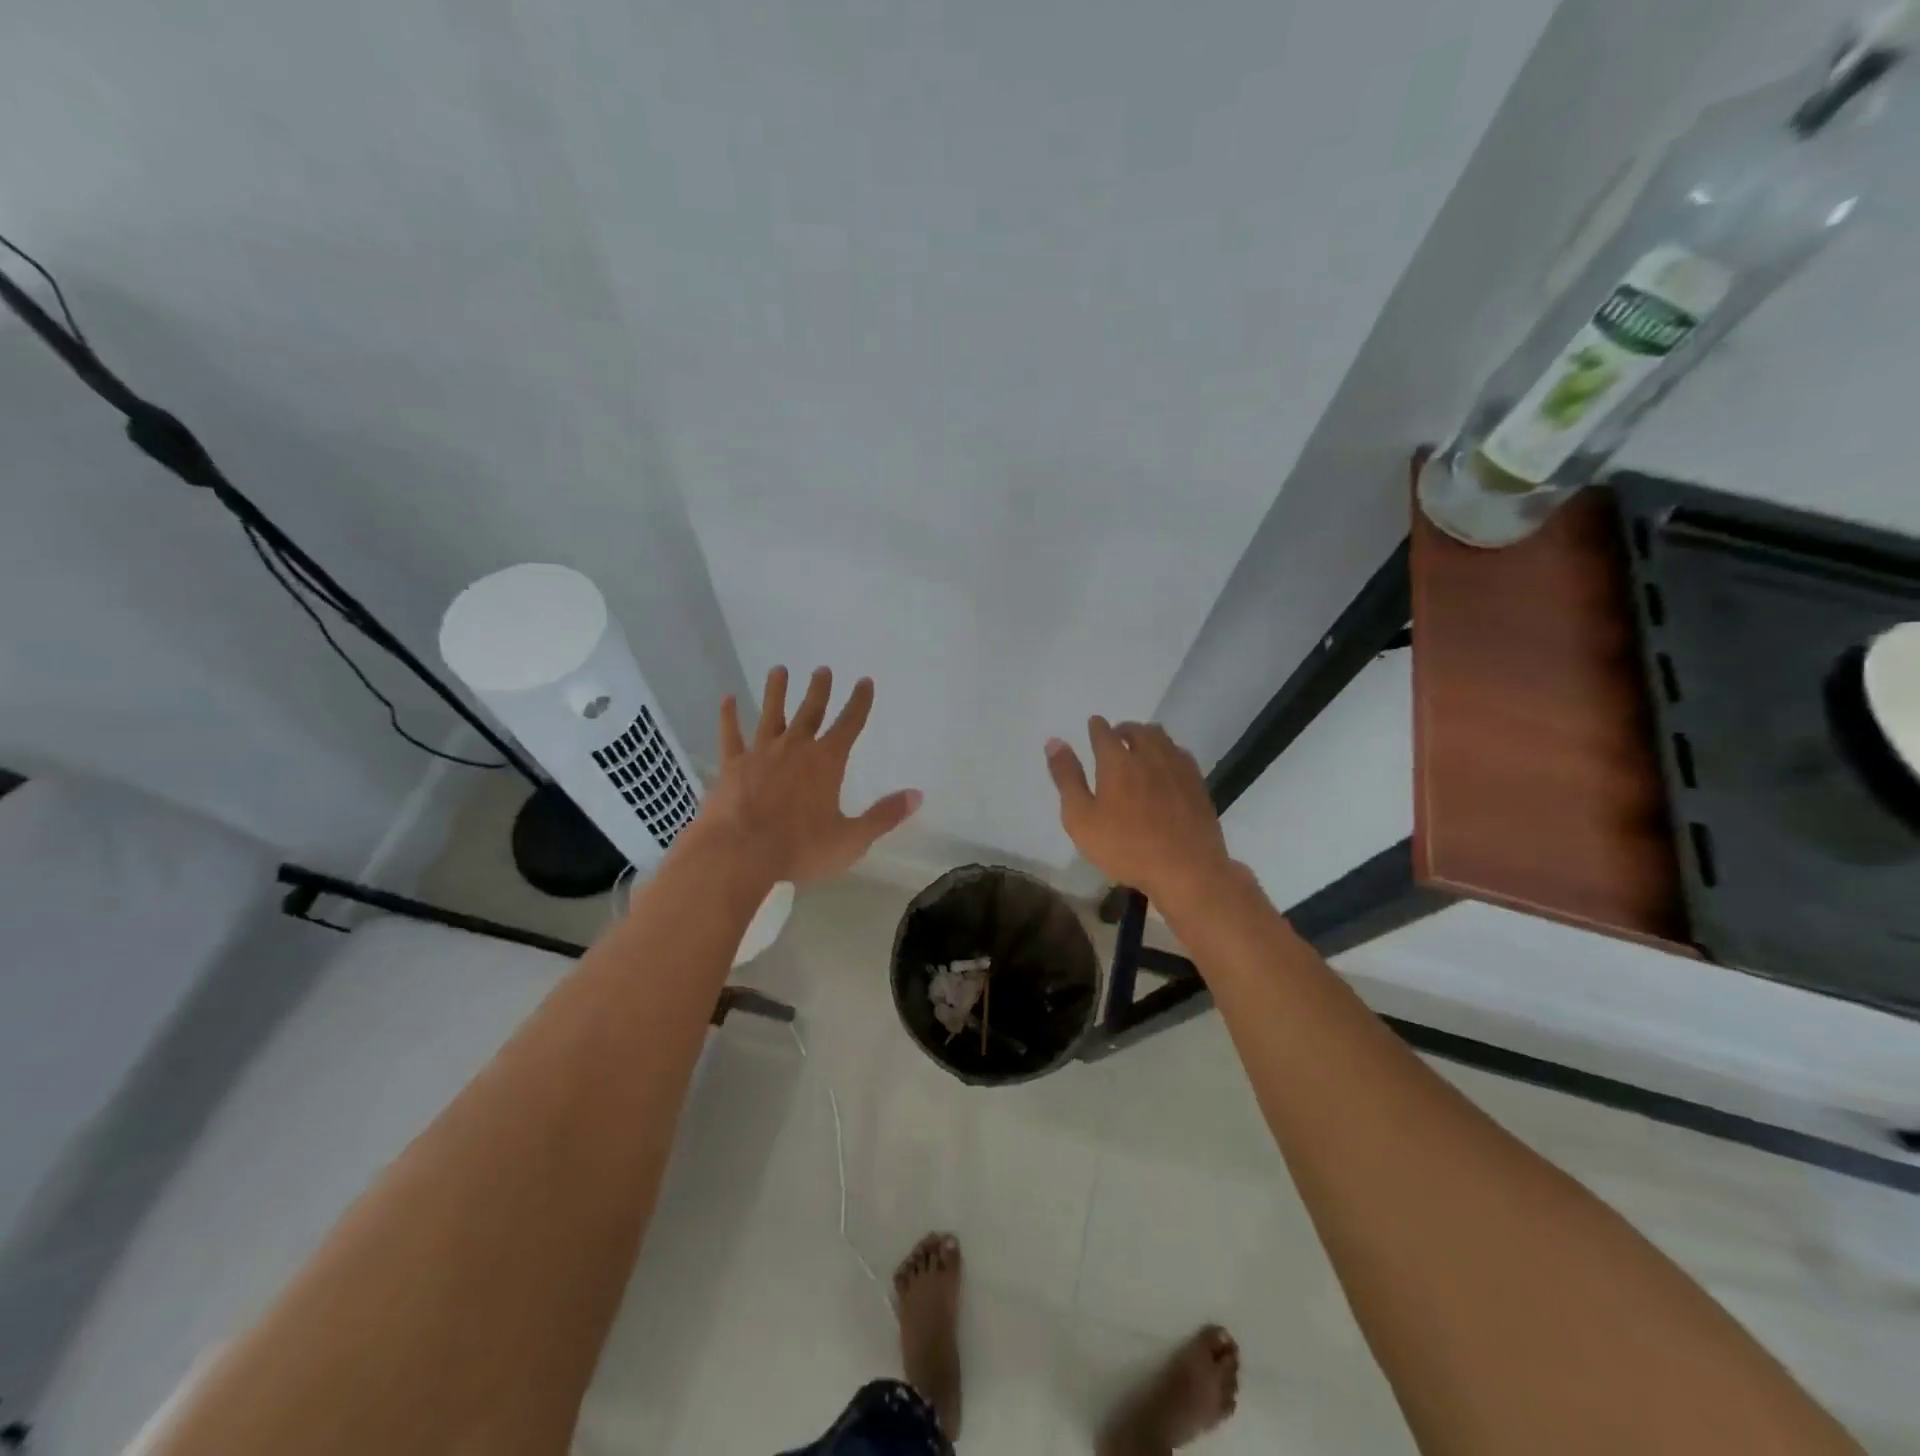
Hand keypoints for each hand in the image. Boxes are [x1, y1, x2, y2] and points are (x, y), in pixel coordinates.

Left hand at [690, 666, 920, 885]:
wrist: (739, 853)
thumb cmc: (799, 848)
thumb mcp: (851, 839)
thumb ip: (884, 816)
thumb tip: (917, 795)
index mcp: (826, 762)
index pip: (849, 724)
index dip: (859, 702)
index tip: (864, 681)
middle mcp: (795, 748)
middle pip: (810, 711)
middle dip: (819, 689)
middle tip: (822, 669)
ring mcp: (760, 753)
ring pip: (771, 714)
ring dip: (776, 691)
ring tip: (779, 670)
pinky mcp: (732, 766)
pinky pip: (731, 735)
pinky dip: (729, 716)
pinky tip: (728, 699)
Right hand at [1045, 718, 1236, 912]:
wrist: (1186, 869)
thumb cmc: (1125, 847)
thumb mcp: (1081, 818)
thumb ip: (1067, 778)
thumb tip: (1054, 742)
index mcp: (1117, 761)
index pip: (1104, 732)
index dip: (1096, 727)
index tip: (1093, 725)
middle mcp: (1148, 755)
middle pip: (1137, 730)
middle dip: (1123, 729)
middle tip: (1115, 737)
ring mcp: (1177, 768)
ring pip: (1161, 738)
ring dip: (1146, 736)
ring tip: (1139, 748)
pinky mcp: (1197, 783)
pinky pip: (1180, 754)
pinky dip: (1167, 751)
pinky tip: (1165, 766)